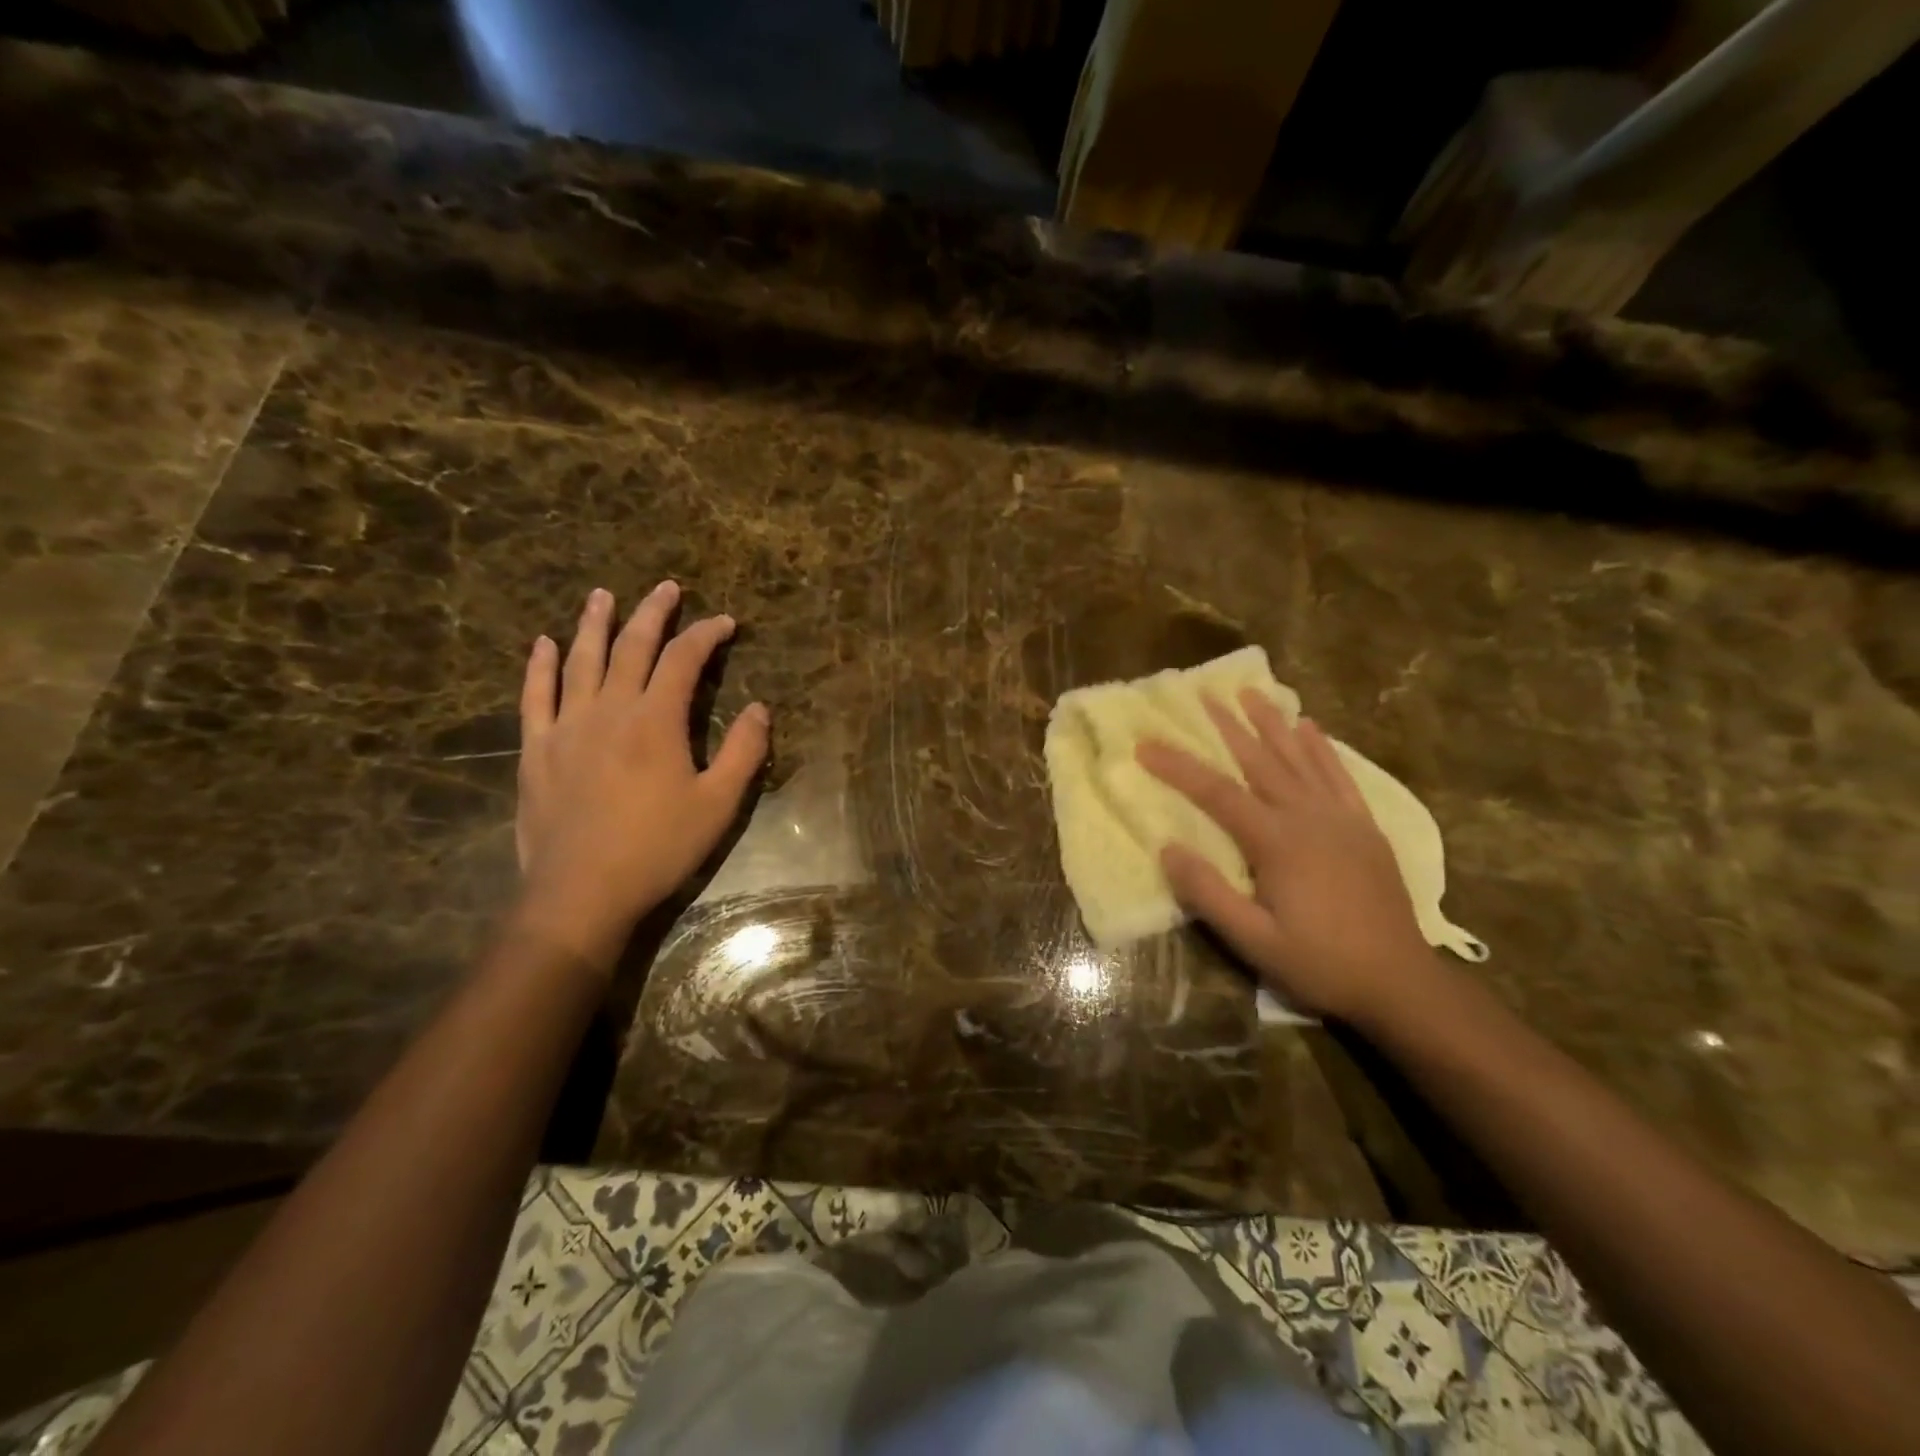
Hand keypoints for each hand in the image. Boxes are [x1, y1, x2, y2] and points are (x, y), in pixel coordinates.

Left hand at [514, 582, 768, 971]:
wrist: (581, 891)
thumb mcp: (718, 804)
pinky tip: (541, 644)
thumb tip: (760, 708)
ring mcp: (566, 726)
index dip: (706, 635)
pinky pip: (535, 696)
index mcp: (656, 720)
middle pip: (632, 646)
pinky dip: (539, 666)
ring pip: (580, 660)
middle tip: (667, 588)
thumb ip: (744, 752)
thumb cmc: (658, 848)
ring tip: (603, 595)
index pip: (683, 660)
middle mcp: (609, 709)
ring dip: (594, 624)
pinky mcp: (536, 749)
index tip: (726, 623)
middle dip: (653, 613)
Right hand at [1136, 693, 1431, 1024]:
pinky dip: (1322, 748)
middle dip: (1227, 726)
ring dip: (1272, 723)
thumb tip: (1168, 848)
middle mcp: (1308, 817)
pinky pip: (1340, 776)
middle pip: (1260, 761)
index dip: (1178, 767)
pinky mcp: (1364, 827)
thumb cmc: (1319, 963)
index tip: (1145, 744)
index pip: (1216, 793)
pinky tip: (1310, 727)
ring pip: (1300, 758)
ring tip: (1251, 693)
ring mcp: (1341, 818)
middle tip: (1203, 693)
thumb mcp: (1254, 941)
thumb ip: (1209, 894)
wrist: (1400, 981)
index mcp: (1276, 842)